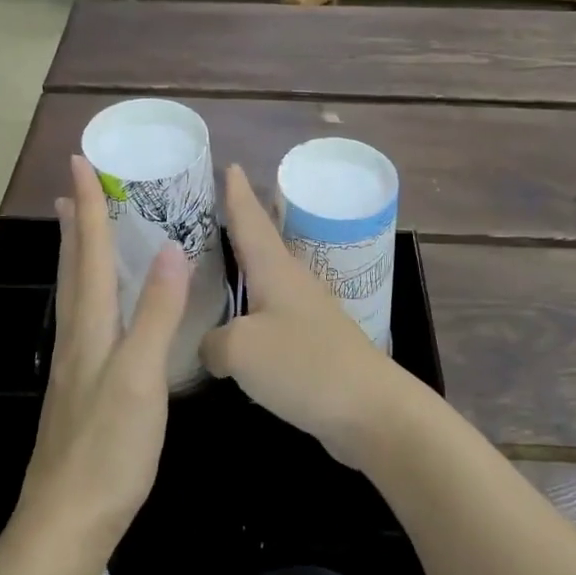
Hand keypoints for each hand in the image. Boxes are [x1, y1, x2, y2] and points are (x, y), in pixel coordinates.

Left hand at [17, 156, 188, 554]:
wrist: (68, 518)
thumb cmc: (109, 445)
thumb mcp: (142, 376)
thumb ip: (157, 314)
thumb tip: (170, 249)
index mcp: (91, 326)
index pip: (91, 251)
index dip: (90, 206)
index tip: (80, 162)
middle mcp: (77, 336)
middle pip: (75, 267)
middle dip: (77, 224)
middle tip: (74, 188)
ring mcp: (76, 364)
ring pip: (76, 293)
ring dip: (78, 254)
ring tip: (80, 230)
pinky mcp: (81, 388)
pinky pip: (86, 319)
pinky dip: (90, 291)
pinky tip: (99, 306)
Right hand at [201, 164, 416, 468]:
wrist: (370, 410)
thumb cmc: (304, 365)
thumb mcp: (240, 349)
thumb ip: (213, 341)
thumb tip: (211, 346)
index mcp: (275, 270)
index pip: (250, 219)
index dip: (237, 193)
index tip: (229, 165)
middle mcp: (293, 283)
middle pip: (260, 245)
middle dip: (237, 227)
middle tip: (205, 214)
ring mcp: (306, 314)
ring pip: (265, 283)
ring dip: (242, 272)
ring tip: (214, 268)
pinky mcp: (312, 346)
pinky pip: (271, 318)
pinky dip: (249, 314)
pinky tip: (235, 328)